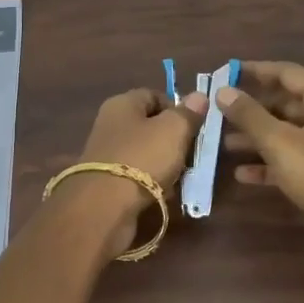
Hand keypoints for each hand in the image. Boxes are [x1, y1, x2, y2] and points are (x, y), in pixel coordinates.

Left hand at [63, 87, 206, 258]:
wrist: (104, 207)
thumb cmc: (142, 158)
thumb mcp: (173, 130)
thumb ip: (187, 113)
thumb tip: (199, 96)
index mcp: (122, 104)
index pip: (153, 95)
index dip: (177, 108)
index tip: (194, 126)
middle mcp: (110, 124)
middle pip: (150, 125)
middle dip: (174, 139)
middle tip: (192, 154)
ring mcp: (107, 154)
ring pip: (146, 152)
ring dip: (166, 163)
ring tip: (182, 176)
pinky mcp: (107, 181)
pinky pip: (137, 175)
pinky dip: (153, 182)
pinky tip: (165, 193)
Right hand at [216, 60, 303, 259]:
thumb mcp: (280, 142)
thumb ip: (249, 115)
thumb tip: (222, 90)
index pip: (289, 74)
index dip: (257, 70)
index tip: (227, 72)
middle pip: (286, 104)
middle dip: (252, 108)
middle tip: (220, 111)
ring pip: (286, 134)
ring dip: (256, 137)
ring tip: (223, 142)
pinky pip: (290, 162)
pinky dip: (267, 165)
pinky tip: (241, 174)